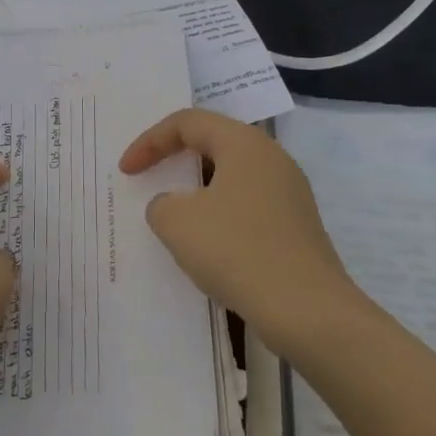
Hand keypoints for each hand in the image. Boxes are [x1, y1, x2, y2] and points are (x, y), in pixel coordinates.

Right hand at [120, 109, 359, 356]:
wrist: (308, 313)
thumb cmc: (237, 251)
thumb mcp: (177, 223)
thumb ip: (161, 204)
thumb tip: (173, 206)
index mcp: (244, 143)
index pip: (187, 122)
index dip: (150, 142)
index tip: (127, 171)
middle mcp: (272, 158)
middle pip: (213, 143)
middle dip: (175, 160)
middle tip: (150, 178)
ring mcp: (290, 193)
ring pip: (231, 177)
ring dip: (197, 191)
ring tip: (174, 214)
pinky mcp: (297, 227)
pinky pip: (248, 205)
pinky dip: (220, 214)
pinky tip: (208, 245)